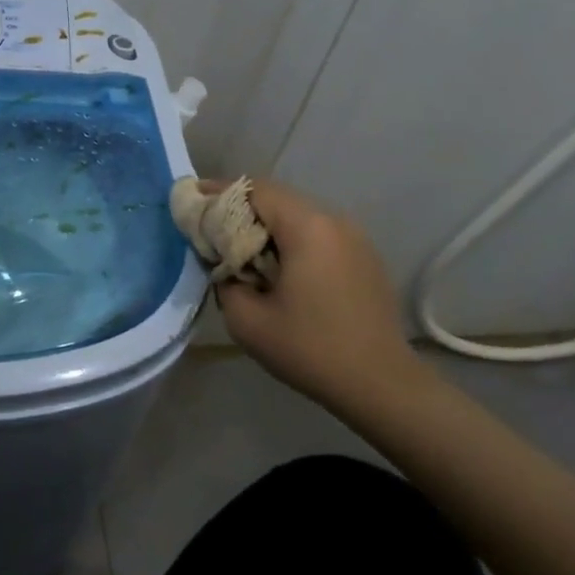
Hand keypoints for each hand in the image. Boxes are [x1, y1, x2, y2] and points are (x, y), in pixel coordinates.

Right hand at [214, 179, 418, 408]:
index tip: (193, 199)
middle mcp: (334, 221)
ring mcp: (355, 238)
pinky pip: (319, 234)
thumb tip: (224, 266)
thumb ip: (224, 281)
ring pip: (299, 216)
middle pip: (278, 199)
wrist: (381, 384)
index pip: (255, 190)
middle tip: (211, 229)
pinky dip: (291, 240)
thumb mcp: (247, 321)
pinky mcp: (365, 257)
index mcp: (307, 228)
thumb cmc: (310, 349)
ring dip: (267, 226)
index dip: (220, 191)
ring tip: (241, 250)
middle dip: (240, 209)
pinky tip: (278, 268)